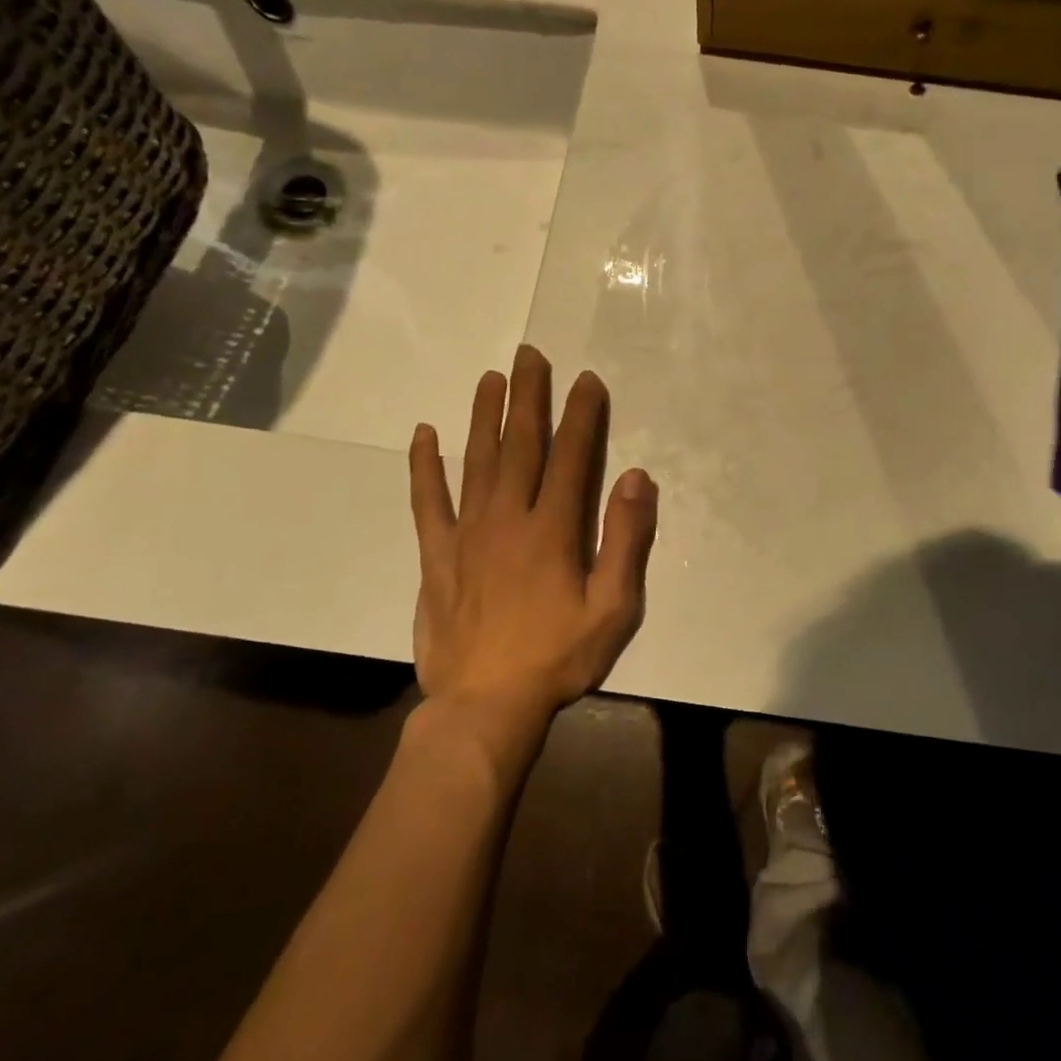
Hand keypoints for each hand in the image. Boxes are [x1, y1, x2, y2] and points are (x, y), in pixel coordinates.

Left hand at [408, 346, 657, 745]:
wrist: (485, 705)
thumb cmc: (558, 658)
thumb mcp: (613, 608)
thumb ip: (626, 539)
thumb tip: (636, 477)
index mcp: (553, 528)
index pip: (571, 455)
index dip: (581, 414)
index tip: (586, 380)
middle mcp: (508, 517)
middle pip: (520, 444)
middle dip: (528, 396)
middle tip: (529, 355)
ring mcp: (467, 533)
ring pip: (476, 460)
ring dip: (484, 416)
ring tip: (490, 378)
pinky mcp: (436, 555)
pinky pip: (428, 501)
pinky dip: (424, 467)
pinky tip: (423, 435)